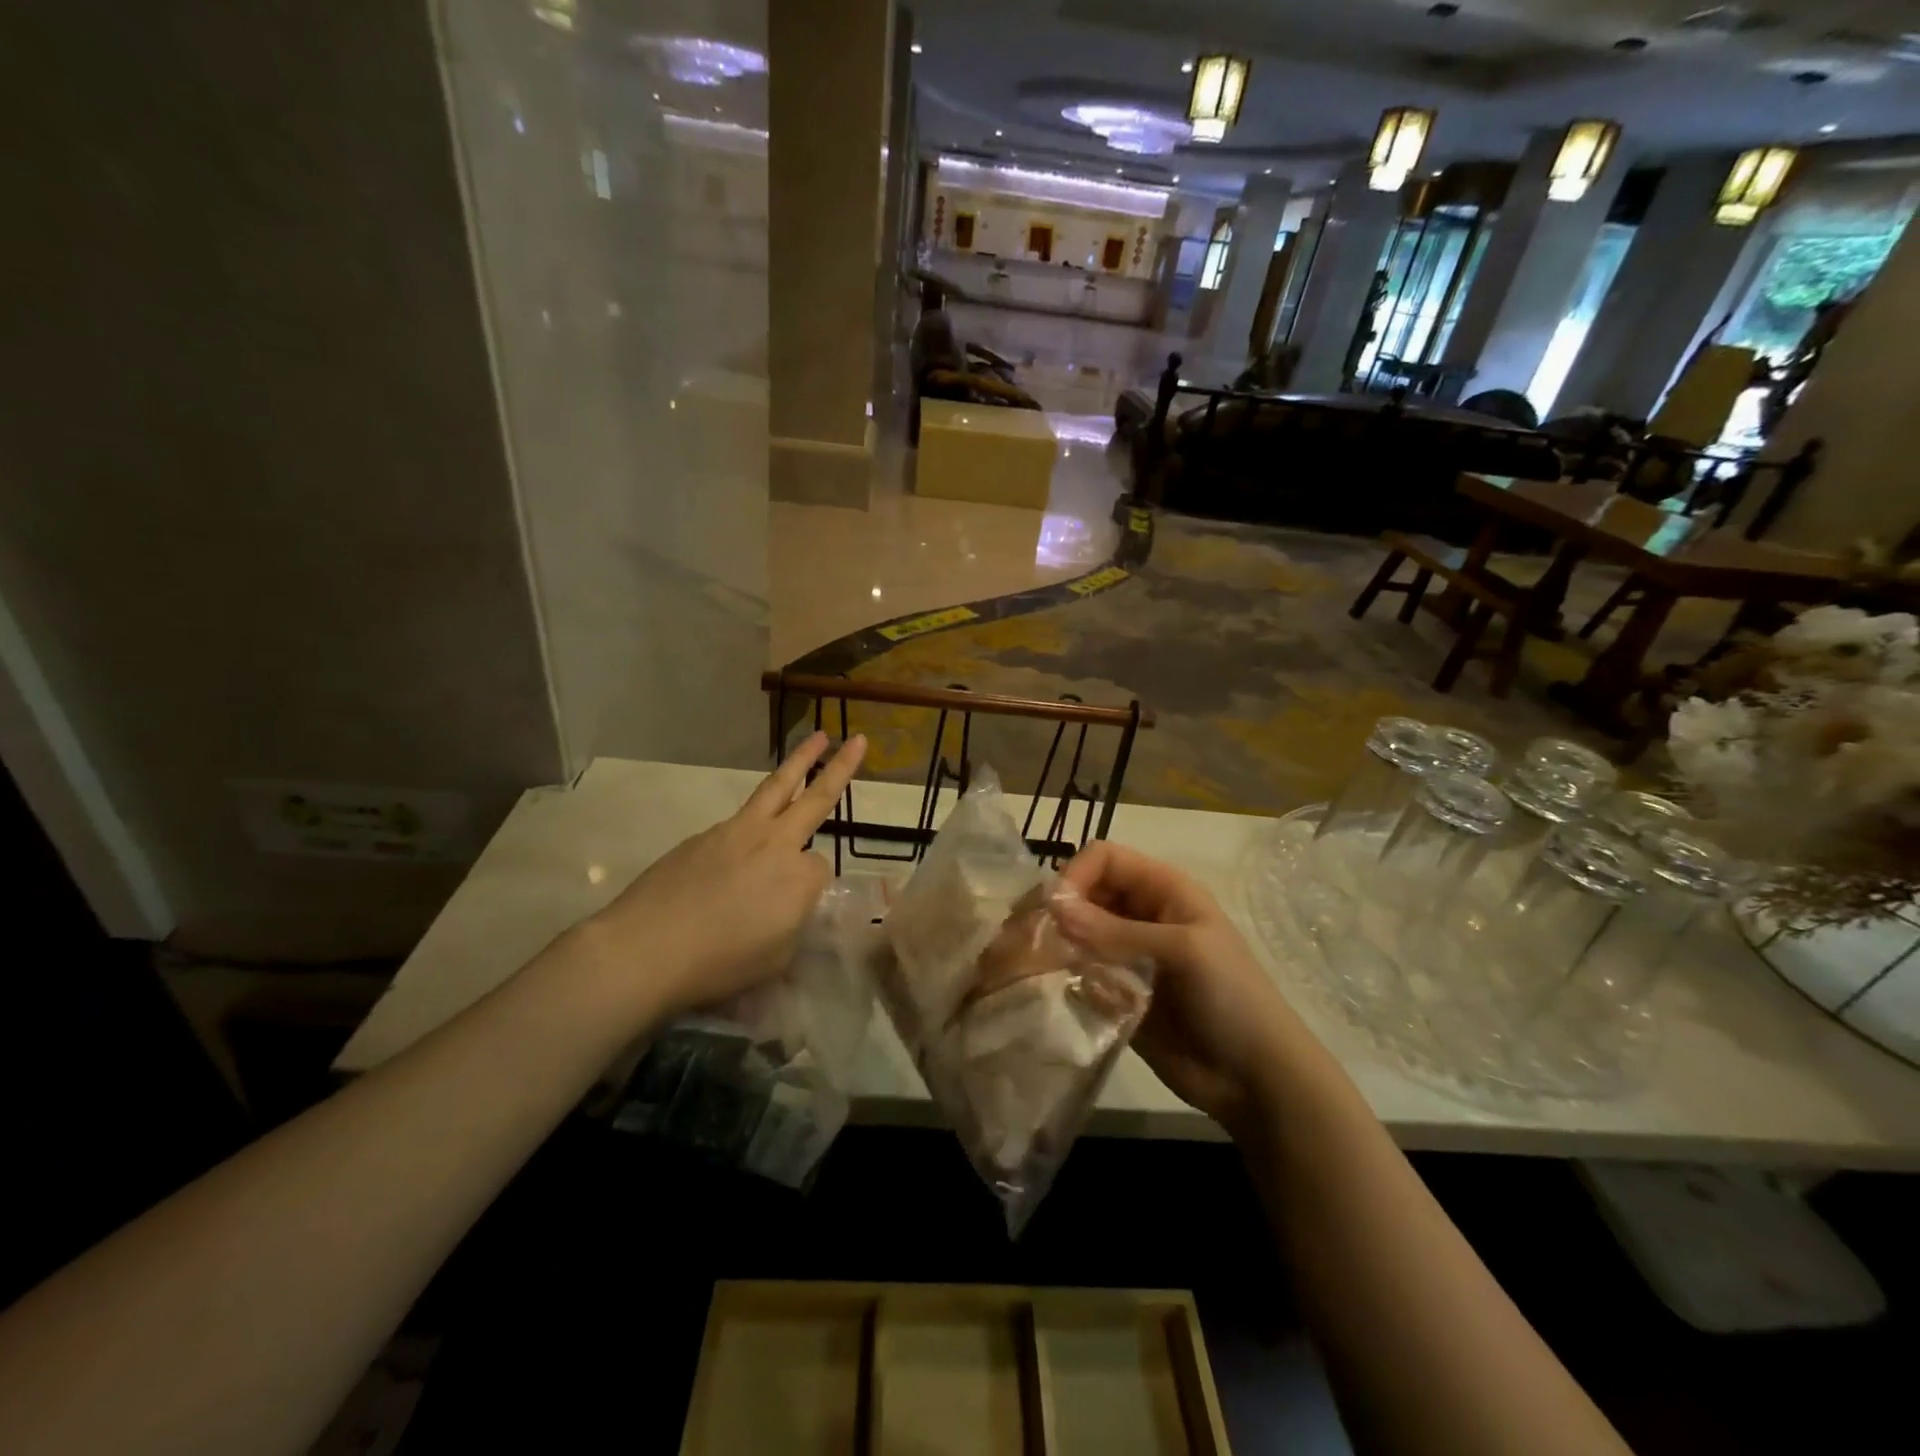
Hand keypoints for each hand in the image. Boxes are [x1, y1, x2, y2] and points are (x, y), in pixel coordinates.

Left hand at [577, 732, 865, 1023]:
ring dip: (799, 761)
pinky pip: (738, 821)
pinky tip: (736, 852)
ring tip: (818, 738)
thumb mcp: (775, 958)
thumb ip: (792, 923)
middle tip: (858, 741)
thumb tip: (788, 903)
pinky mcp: (704, 834)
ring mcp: (737, 831)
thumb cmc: (719, 963)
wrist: (647, 949)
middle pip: (816, 798)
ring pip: (776, 787)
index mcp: (800, 877)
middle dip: (841, 768)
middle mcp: (776, 843)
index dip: (812, 889)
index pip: (822, 868)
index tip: (794, 911)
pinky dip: (751, 821)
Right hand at [1054, 841, 1301, 1132]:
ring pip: (1076, 935)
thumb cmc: (1231, 997)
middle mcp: (1140, 915)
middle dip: (1055, 911)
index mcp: (1163, 890)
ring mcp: (1127, 956)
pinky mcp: (1116, 993)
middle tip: (1022, 938)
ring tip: (1026, 967)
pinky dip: (1062, 978)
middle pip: (1084, 895)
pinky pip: (1079, 974)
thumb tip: (1053, 907)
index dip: (1075, 875)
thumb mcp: (1182, 952)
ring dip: (1052, 946)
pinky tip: (1049, 992)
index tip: (1052, 911)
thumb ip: (1116, 931)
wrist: (1256, 1078)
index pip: (1104, 860)